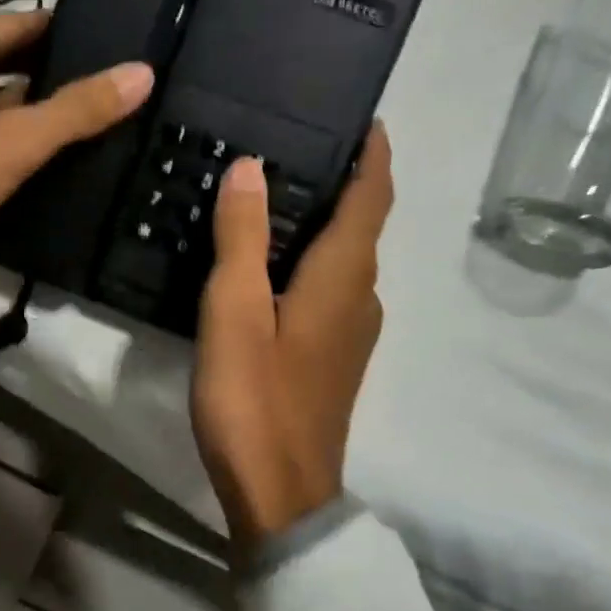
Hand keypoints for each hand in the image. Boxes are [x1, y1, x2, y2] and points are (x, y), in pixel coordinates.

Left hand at [0, 12, 153, 399]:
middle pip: (9, 67)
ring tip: (102, 130)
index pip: (22, 25)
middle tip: (120, 95)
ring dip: (37, 121)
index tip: (121, 50)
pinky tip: (56, 167)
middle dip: (58, 83)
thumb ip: (78, 109)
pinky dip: (14, 151)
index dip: (72, 37)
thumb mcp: (12, 140)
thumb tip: (143, 73)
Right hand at [190, 124, 393, 556]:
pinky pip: (331, 291)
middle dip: (342, 183)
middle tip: (294, 148)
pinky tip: (270, 268)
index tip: (366, 118)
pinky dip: (311, 262)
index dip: (374, 155)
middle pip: (362, 226)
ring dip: (323, 224)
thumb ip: (243, 237)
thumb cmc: (255, 398)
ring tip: (274, 198)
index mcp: (343, 277)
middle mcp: (361, 298)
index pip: (372, 198)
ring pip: (345, 261)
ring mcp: (352, 334)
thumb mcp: (235, 311)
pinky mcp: (334, 360)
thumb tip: (253, 167)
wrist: (280, 492)